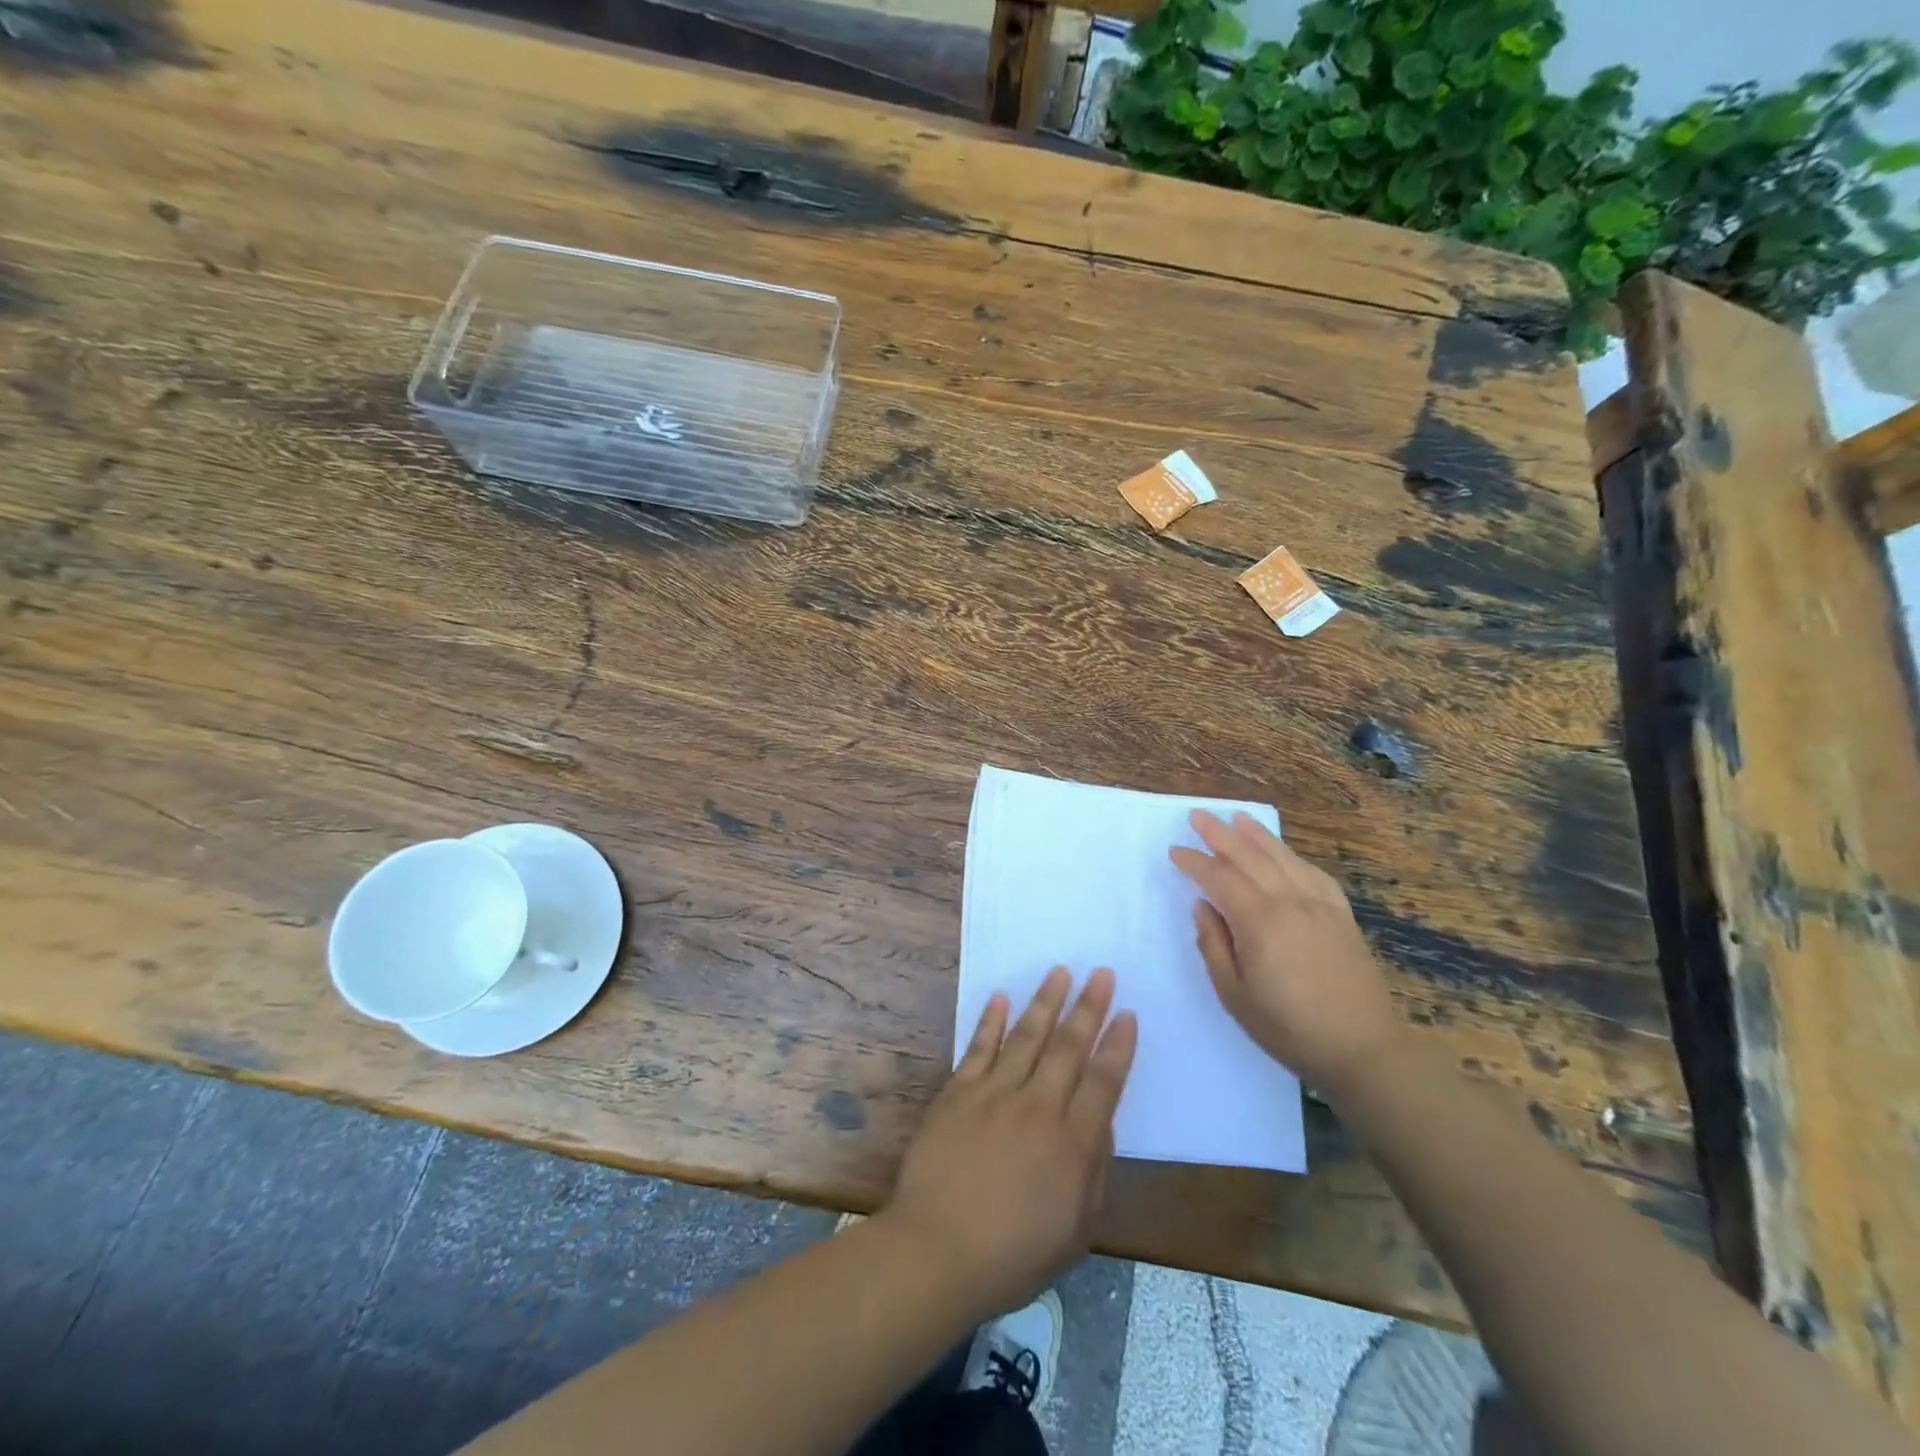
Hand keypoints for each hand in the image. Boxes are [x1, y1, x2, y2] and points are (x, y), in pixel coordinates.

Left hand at [884, 967, 1136, 1319]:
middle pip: (1069, 1047)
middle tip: (1102, 973)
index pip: (1103, 1081)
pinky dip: (990, 1020)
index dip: (1118, 1045)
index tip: (1128, 1013)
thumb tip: (1102, 1123)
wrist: (938, 1250)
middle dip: (1089, 1007)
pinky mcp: (959, 1092)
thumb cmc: (1013, 1254)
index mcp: (1072, 1143)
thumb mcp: (1076, 1230)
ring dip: (1046, 1001)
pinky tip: (1001, 996)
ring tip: (1060, 971)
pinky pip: (979, 1047)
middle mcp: (1038, 1107)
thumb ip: (1094, 1171)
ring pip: (1026, 1036)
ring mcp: (995, 1094)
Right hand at [1169, 810, 1401, 1093]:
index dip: (1194, 862)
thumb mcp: (1234, 994)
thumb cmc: (1288, 1028)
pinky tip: (1283, 852)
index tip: (1175, 851)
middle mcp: (1289, 901)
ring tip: (1237, 817)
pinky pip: (1313, 873)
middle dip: (1220, 834)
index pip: (1219, 878)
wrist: (1363, 1050)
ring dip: (1256, 835)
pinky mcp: (1341, 915)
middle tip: (1198, 815)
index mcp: (1259, 921)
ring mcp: (1320, 905)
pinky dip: (1292, 856)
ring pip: (1282, 857)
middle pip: (1249, 856)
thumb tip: (1203, 907)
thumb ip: (1213, 945)